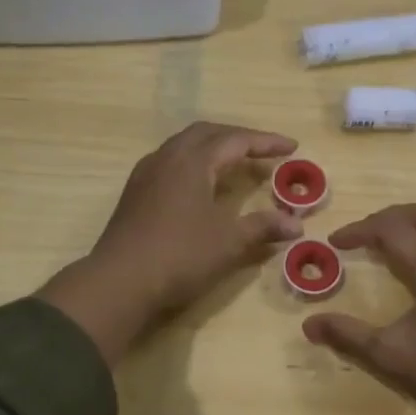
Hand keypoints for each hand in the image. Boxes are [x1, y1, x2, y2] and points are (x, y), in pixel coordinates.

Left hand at [39, 123, 301, 363]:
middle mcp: (168, 157)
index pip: (236, 140)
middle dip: (238, 137)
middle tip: (263, 150)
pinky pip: (170, 161)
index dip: (266, 142)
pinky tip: (200, 184)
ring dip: (213, 147)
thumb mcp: (229, 242)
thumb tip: (296, 224)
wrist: (119, 281)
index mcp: (193, 161)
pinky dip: (194, 162)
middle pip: (207, 133)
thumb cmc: (180, 256)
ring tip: (234, 162)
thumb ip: (263, 227)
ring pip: (184, 144)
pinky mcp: (135, 192)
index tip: (292, 146)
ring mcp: (146, 173)